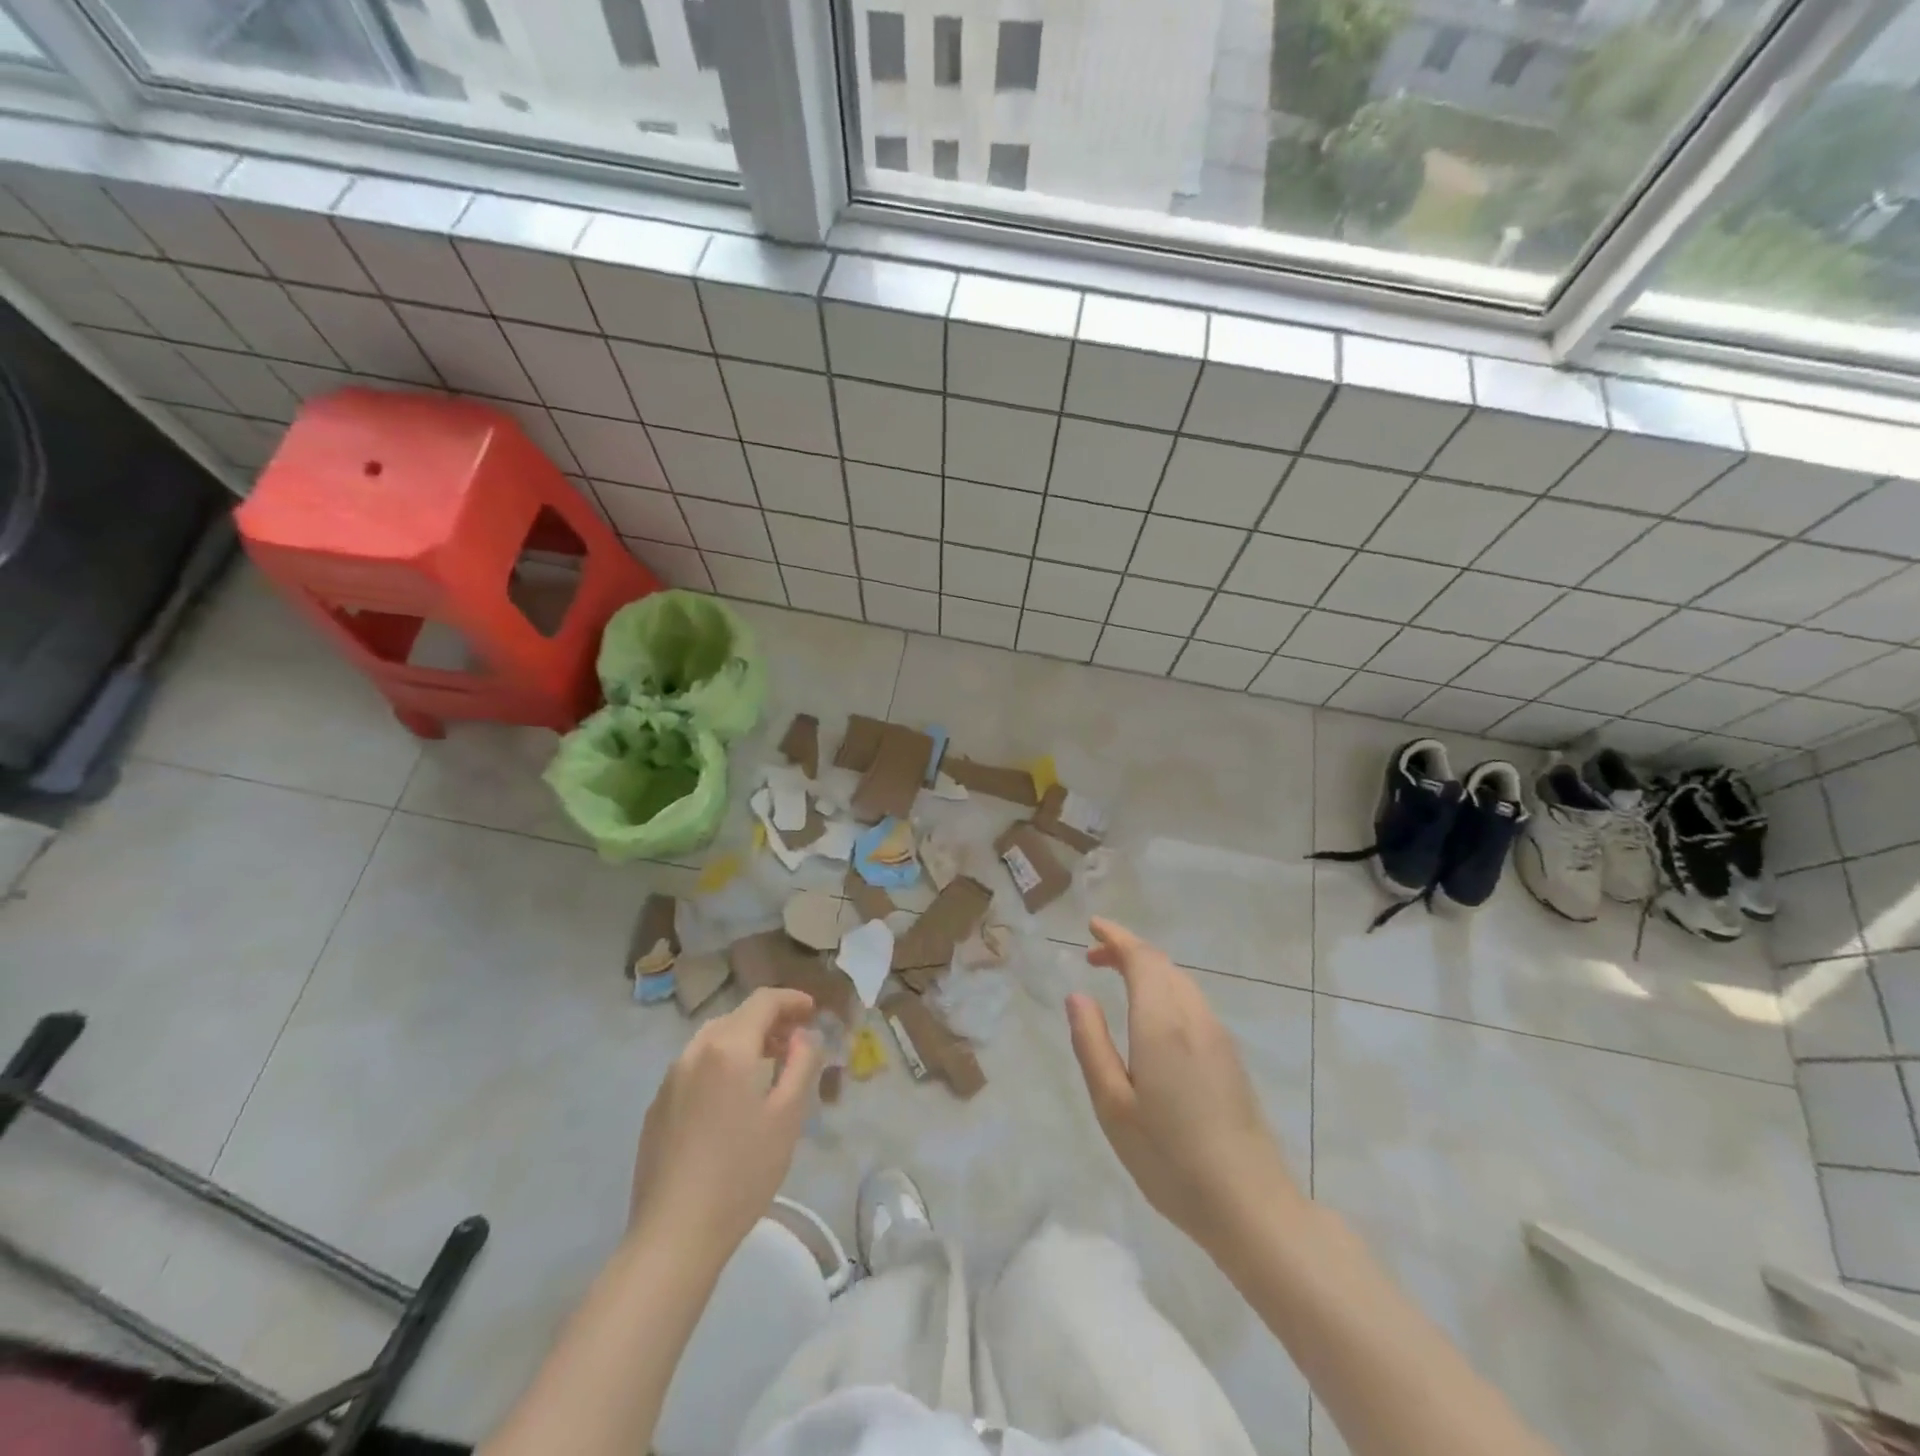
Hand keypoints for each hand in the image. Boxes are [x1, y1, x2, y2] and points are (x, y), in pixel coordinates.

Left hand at [628, 987, 822, 1261]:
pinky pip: (695, 1066)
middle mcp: (694, 1052)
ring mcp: (670, 1079)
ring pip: (713, 1040)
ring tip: (768, 1065)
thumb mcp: (788, 1116)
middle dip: (769, 1020)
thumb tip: (803, 1035)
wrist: (673, 1235)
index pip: (763, 1001)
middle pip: (736, 1017)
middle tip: (796, 1040)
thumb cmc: (741, 1173)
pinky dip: (720, 1063)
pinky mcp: (657, 1107)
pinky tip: (732, 1097)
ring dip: (744, 1040)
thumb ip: (802, 1063)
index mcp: (728, 1048)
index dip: (791, 999)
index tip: (813, 1010)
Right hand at [1067, 918, 1301, 1252]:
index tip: (1092, 927)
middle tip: (1094, 956)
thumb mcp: (1113, 1106)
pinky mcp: (1230, 1056)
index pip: (1142, 958)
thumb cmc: (1170, 1158)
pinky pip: (1192, 1002)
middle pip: (1163, 965)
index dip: (1116, 937)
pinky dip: (1165, 989)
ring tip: (1117, 979)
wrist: (1250, 1204)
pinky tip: (1152, 1016)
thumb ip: (1092, 1044)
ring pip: (1180, 982)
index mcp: (1162, 1023)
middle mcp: (1193, 1018)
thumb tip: (1077, 995)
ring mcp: (1218, 1036)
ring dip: (1148, 969)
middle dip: (1128, 950)